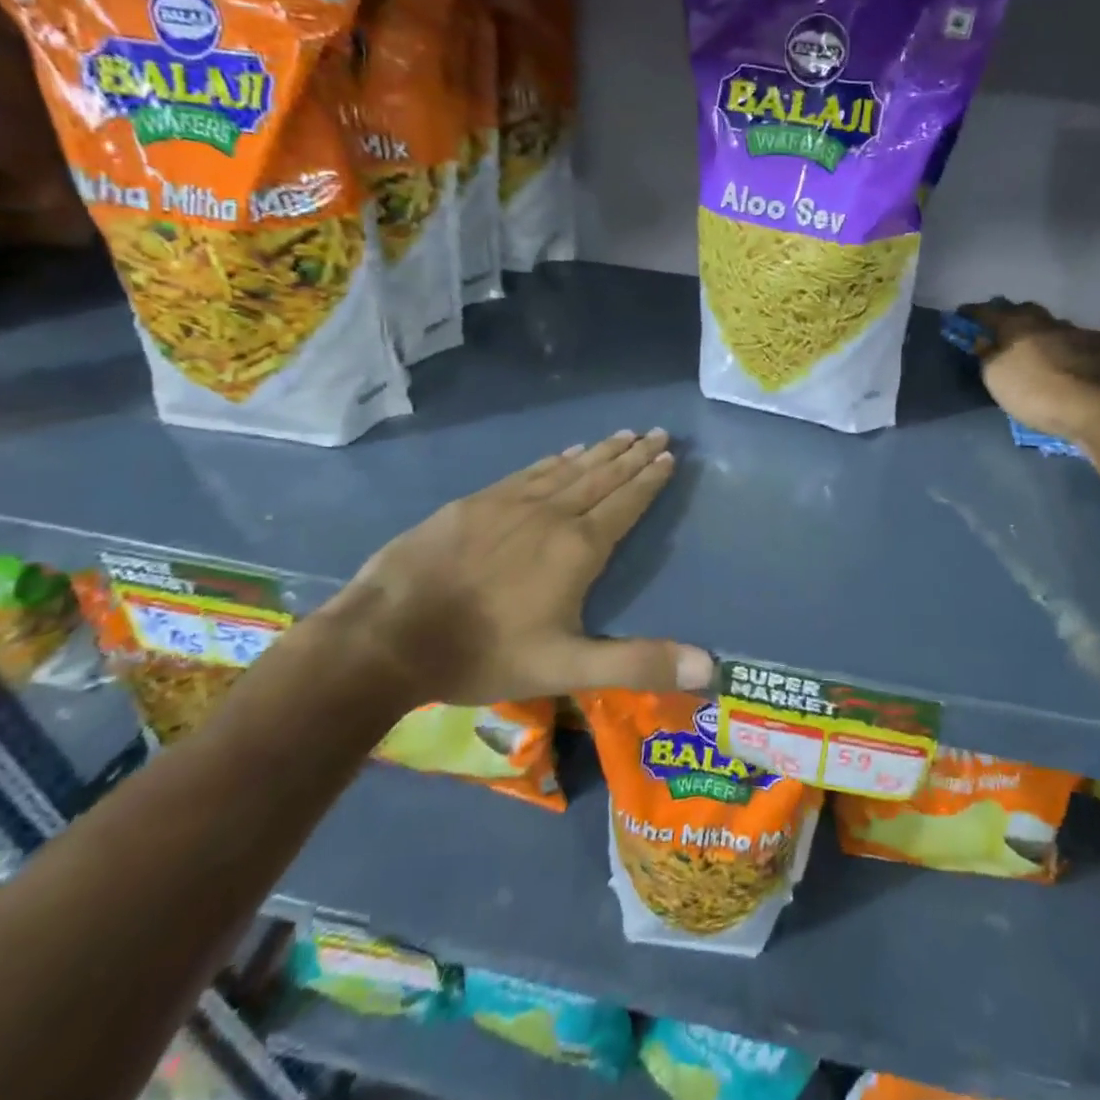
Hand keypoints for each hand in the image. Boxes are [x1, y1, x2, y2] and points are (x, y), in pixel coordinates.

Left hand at [325, 429, 712, 705]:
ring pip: (568, 469)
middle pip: (602, 477)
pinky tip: (565, 452)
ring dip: (600, 451)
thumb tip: (709, 667)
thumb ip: (639, 664)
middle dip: (633, 454)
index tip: (669, 455)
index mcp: (578, 548)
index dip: (649, 480)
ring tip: (623, 434)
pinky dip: (555, 459)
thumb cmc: (484, 652)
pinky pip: (530, 472)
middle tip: (657, 431)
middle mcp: (551, 514)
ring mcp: (510, 504)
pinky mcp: (476, 503)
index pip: (626, 503)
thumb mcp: (567, 668)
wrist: (389, 635)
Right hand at [961, 300, 1099, 443]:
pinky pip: (1067, 344)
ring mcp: (1074, 335)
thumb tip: (983, 340)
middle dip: (1009, 316)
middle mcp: (1045, 322)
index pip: (988, 311)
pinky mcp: (1096, 352)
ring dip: (1036, 333)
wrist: (1094, 408)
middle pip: (1023, 311)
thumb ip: (987, 355)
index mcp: (1017, 323)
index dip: (972, 313)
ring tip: (1028, 346)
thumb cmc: (1034, 390)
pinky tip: (1055, 361)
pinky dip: (1056, 349)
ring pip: (1048, 326)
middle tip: (999, 329)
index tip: (961, 314)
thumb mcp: (996, 377)